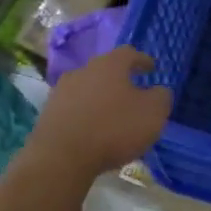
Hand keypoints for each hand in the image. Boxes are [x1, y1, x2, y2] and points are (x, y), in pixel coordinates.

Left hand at [24, 46, 171, 178]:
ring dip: (101, 98)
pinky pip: (74, 109)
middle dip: (120, 80)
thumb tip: (159, 90)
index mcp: (110, 65)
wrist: (61, 156)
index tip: (152, 68)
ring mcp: (62, 91)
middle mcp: (83, 70)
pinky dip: (86, 115)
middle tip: (132, 94)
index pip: (129, 53)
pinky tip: (93, 130)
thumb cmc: (114, 129)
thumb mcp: (153, 114)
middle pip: (105, 70)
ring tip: (112, 115)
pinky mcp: (49, 113)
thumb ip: (161, 97)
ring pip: (88, 89)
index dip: (142, 60)